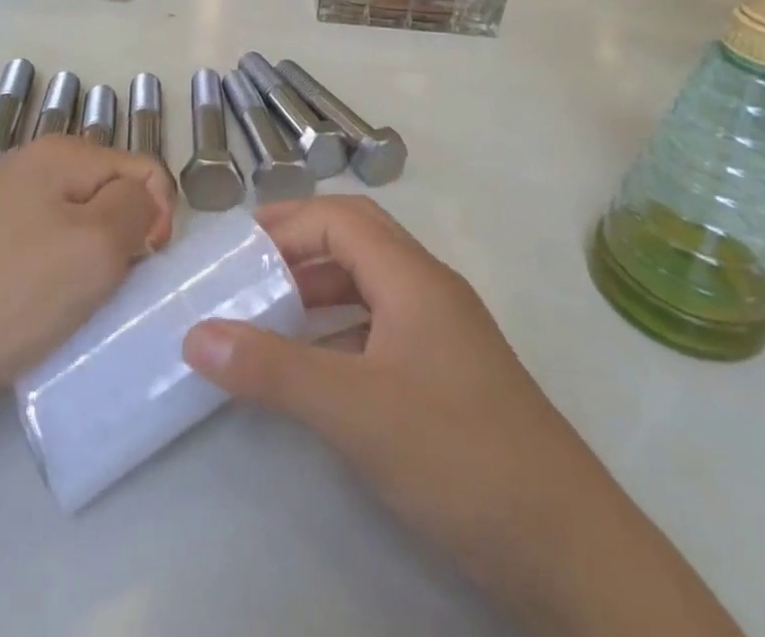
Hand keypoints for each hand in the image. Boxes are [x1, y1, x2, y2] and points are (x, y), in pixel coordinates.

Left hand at [0, 137, 174, 414]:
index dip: (158, 216)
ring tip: (71, 309)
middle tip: (104, 292)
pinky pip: (42, 252)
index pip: (144, 168)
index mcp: (61, 152)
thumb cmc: (7, 294)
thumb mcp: (95, 247)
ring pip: (77, 228)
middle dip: (121, 241)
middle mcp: (31, 166)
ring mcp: (0, 206)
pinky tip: (38, 315)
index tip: (144, 267)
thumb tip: (141, 202)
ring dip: (88, 266)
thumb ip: (137, 209)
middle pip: (109, 195)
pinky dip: (53, 281)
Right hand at [183, 197, 739, 636]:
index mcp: (412, 276)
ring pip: (373, 283)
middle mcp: (431, 289)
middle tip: (249, 267)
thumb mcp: (354, 410)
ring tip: (272, 311)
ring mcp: (446, 331)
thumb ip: (273, 369)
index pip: (340, 219)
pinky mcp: (451, 373)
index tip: (237, 248)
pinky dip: (344, 329)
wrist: (567, 546)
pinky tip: (319, 365)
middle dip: (302, 244)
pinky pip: (385, 325)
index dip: (288, 223)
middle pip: (359, 239)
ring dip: (322, 287)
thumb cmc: (457, 454)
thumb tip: (196, 334)